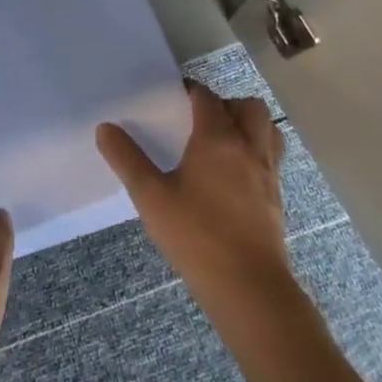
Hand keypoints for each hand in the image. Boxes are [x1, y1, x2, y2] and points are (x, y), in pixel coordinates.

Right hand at [96, 83, 291, 328]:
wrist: (250, 289)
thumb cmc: (197, 236)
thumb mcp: (151, 197)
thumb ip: (127, 159)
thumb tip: (105, 128)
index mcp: (218, 139)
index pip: (207, 98)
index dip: (191, 91)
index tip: (173, 97)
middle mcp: (249, 148)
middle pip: (249, 107)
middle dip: (227, 104)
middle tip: (201, 120)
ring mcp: (268, 174)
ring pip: (268, 131)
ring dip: (249, 126)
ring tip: (222, 143)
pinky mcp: (277, 200)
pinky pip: (271, 160)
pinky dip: (256, 154)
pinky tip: (233, 177)